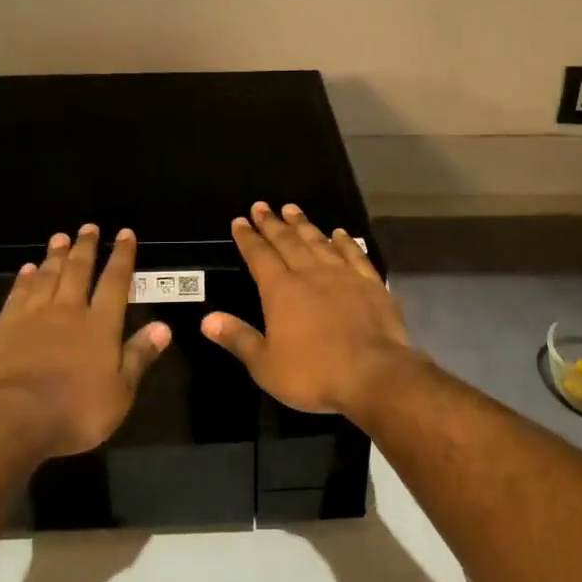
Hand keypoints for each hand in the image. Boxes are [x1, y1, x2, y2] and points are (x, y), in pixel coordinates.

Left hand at [0, 225, 170, 457]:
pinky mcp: (6, 326)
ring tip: (60, 237)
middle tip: (88, 227)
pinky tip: (27, 269)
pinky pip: (18, 294)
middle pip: (79, 271)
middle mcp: (69, 311)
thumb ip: (139, 356)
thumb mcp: (120, 392)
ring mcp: (34, 316)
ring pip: (48, 276)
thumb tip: (165, 327)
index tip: (125, 234)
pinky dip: (25, 279)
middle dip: (86, 247)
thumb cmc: (75, 410)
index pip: (115, 282)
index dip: (122, 257)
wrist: (13, 417)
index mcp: (101, 325)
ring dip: (55, 255)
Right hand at [202, 202, 418, 417]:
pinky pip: (354, 255)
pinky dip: (345, 241)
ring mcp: (343, 275)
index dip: (247, 238)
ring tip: (293, 209)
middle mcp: (310, 274)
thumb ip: (238, 339)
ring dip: (304, 225)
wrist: (374, 375)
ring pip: (318, 242)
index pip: (259, 256)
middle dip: (272, 223)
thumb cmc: (314, 374)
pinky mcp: (370, 283)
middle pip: (287, 242)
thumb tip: (207, 319)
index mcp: (281, 291)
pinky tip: (339, 233)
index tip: (240, 221)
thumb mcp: (266, 365)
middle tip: (262, 206)